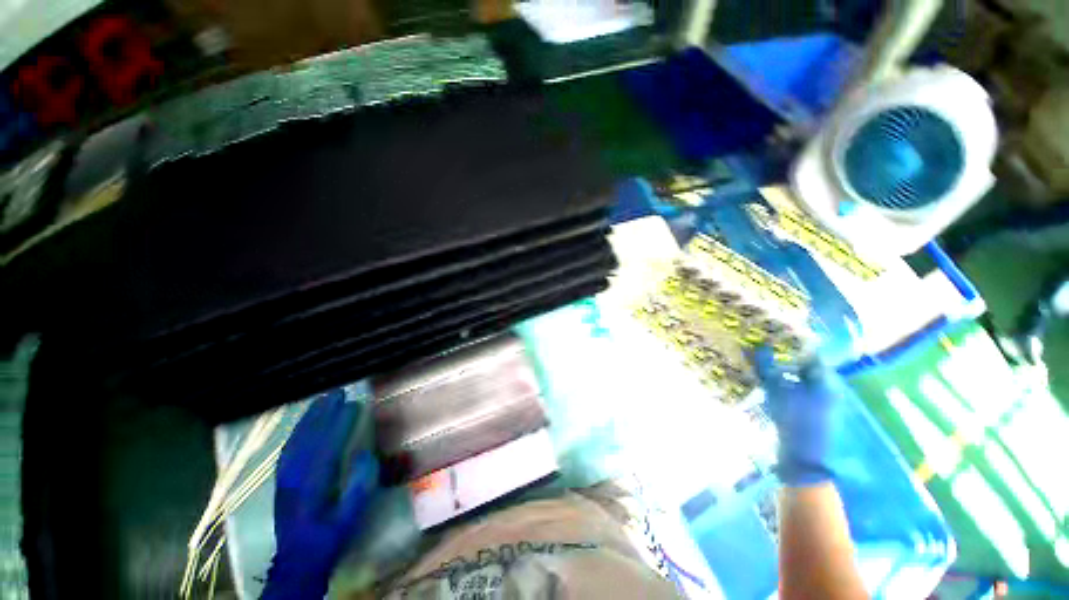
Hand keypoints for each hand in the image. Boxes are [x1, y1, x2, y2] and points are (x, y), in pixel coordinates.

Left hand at [263, 390, 377, 599]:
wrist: (296, 561)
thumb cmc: (328, 538)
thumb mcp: (349, 518)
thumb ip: (359, 487)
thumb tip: (366, 454)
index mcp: (312, 487)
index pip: (327, 447)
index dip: (340, 424)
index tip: (354, 404)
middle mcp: (294, 478)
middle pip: (309, 438)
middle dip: (323, 413)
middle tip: (338, 392)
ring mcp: (284, 478)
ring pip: (295, 441)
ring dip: (309, 418)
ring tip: (322, 400)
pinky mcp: (281, 480)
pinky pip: (289, 449)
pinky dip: (298, 431)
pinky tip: (306, 422)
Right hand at [752, 347, 841, 486]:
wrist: (803, 455)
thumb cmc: (793, 418)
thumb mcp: (776, 389)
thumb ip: (765, 366)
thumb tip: (755, 346)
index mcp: (825, 380)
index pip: (812, 354)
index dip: (794, 344)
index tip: (775, 338)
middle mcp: (828, 388)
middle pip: (807, 367)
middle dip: (787, 358)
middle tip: (766, 351)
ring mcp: (823, 402)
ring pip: (802, 379)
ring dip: (785, 372)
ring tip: (765, 367)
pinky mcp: (814, 413)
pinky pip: (800, 391)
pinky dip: (787, 385)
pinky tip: (772, 386)